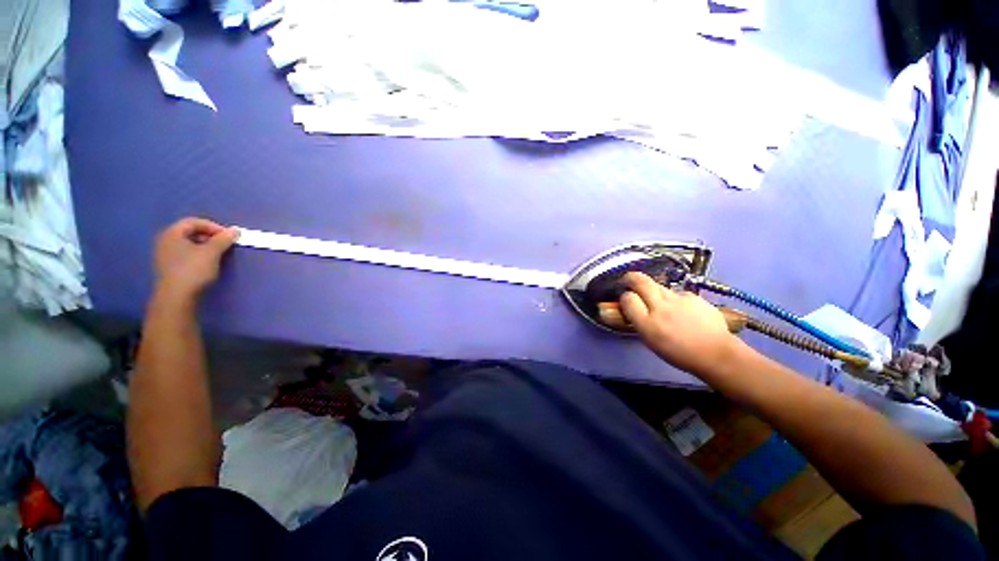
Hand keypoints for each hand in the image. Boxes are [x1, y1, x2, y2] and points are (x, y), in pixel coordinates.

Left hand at [153, 218, 237, 298]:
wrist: (176, 296)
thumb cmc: (193, 270)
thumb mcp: (212, 252)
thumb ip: (223, 239)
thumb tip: (234, 230)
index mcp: (172, 233)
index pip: (193, 222)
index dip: (212, 226)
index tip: (228, 235)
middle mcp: (164, 240)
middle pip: (189, 232)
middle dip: (209, 236)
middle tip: (224, 244)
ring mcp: (164, 254)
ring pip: (187, 243)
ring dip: (204, 245)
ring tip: (217, 253)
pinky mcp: (168, 266)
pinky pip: (184, 253)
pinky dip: (197, 254)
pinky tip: (206, 262)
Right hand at [619, 272, 739, 376]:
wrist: (717, 354)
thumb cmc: (679, 353)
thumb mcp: (650, 341)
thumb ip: (639, 321)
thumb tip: (633, 307)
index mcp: (648, 324)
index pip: (628, 299)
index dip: (625, 297)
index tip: (626, 299)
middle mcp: (661, 308)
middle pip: (641, 282)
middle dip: (631, 278)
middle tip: (628, 280)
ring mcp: (679, 300)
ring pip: (659, 286)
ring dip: (653, 290)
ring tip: (658, 301)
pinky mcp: (694, 297)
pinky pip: (677, 293)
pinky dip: (674, 298)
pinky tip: (682, 309)